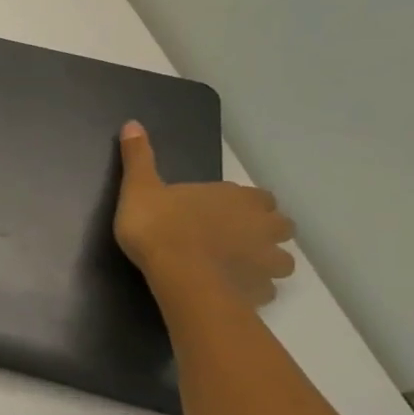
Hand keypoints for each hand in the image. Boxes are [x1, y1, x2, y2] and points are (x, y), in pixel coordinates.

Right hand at [115, 121, 295, 307]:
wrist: (178, 274)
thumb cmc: (159, 225)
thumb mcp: (139, 187)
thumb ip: (139, 157)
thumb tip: (132, 123)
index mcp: (236, 198)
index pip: (259, 197)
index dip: (246, 204)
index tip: (225, 210)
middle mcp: (260, 226)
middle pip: (280, 227)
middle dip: (265, 232)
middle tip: (236, 238)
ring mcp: (264, 261)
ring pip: (281, 261)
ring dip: (264, 263)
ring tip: (237, 268)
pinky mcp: (258, 292)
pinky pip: (263, 290)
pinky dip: (252, 289)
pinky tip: (230, 290)